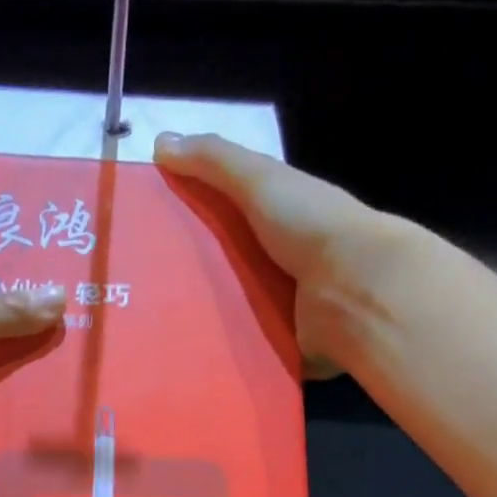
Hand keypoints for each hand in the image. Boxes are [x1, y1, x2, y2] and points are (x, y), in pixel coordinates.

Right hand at [153, 131, 454, 377]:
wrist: (358, 291)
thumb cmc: (310, 226)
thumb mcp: (260, 180)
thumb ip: (214, 161)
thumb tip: (161, 142)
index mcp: (279, 216)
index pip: (225, 215)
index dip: (188, 218)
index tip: (145, 231)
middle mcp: (281, 259)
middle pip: (222, 266)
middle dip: (185, 276)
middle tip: (138, 287)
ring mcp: (283, 304)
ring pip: (229, 310)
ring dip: (199, 318)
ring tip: (151, 327)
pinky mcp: (281, 343)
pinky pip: (243, 348)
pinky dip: (220, 350)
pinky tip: (183, 354)